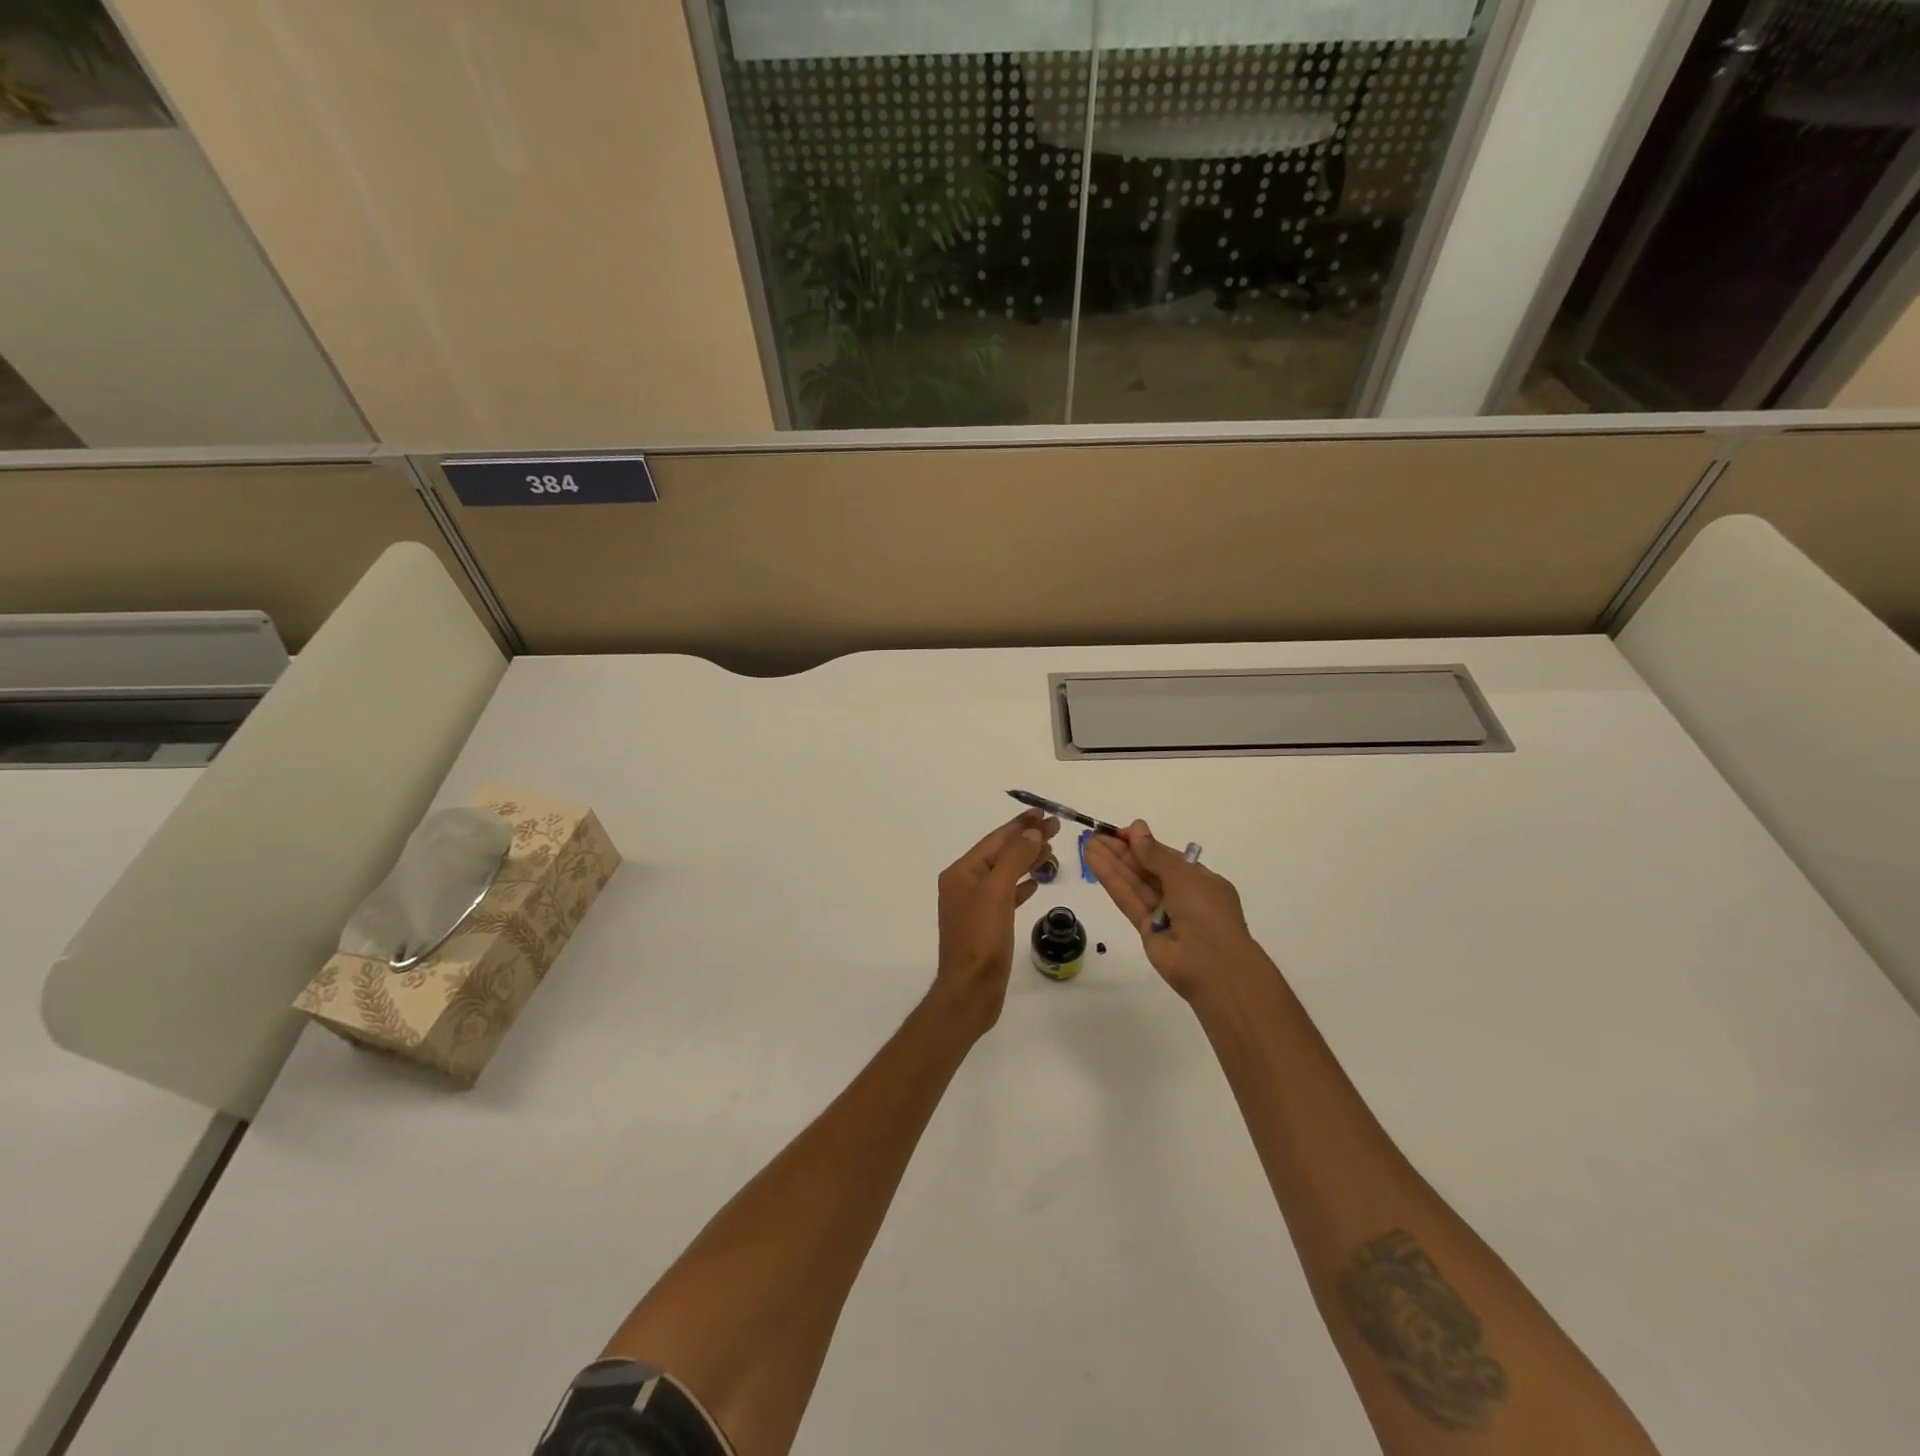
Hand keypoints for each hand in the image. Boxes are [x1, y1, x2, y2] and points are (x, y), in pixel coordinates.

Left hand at [932, 809, 1059, 1034]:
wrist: (970, 991)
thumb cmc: (981, 940)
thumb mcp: (997, 892)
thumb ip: (1014, 858)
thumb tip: (1031, 831)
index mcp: (961, 872)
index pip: (996, 840)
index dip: (1021, 825)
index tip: (1045, 813)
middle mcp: (964, 884)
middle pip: (1000, 853)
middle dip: (1026, 839)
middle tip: (1055, 827)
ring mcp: (974, 905)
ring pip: (1004, 873)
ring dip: (1026, 860)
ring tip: (1050, 850)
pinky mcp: (986, 924)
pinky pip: (1006, 895)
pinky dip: (1021, 885)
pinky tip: (1036, 883)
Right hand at [1084, 820, 1268, 1000]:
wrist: (1211, 965)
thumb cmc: (1206, 911)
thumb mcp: (1183, 875)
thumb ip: (1154, 854)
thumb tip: (1136, 828)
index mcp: (1201, 881)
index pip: (1168, 858)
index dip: (1145, 844)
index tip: (1122, 832)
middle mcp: (1182, 896)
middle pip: (1148, 869)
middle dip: (1123, 851)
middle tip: (1097, 835)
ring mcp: (1163, 914)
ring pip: (1135, 883)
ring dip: (1113, 863)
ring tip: (1088, 844)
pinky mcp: (1145, 929)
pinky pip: (1128, 900)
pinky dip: (1111, 881)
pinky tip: (1093, 862)